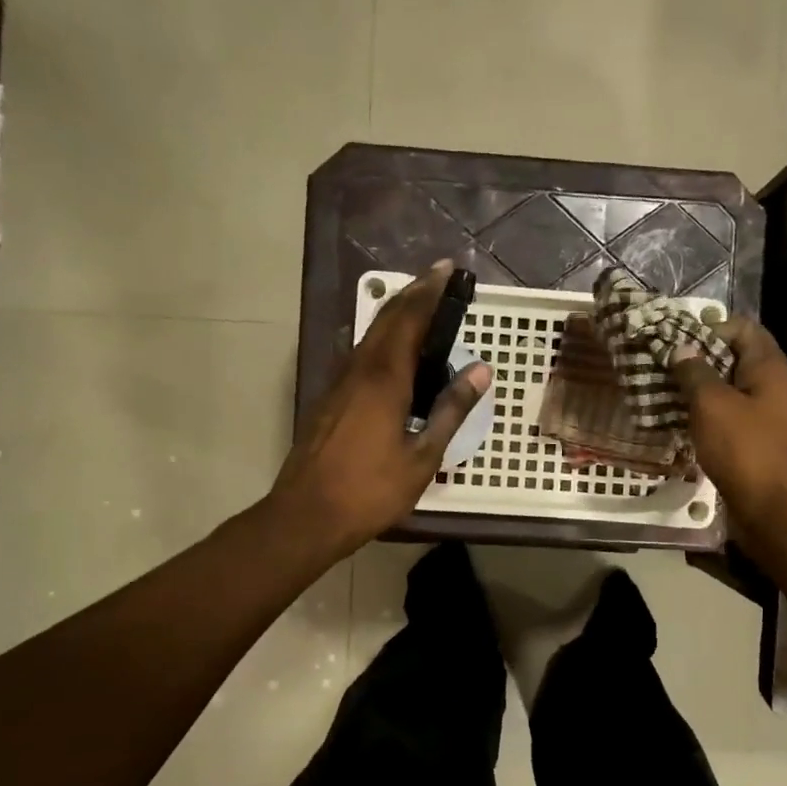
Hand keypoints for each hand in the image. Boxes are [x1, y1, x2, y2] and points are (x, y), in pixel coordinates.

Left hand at [271, 262, 489, 556]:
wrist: (306, 515)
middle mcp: (358, 370)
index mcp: (384, 379)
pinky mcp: (330, 399)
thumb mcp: (423, 456)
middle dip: (414, 294)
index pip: (409, 319)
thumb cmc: (370, 490)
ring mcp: (339, 384)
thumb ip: (451, 410)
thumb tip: (480, 371)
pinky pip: (361, 356)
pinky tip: (395, 355)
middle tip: (440, 280)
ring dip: (397, 316)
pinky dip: (384, 341)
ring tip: (423, 310)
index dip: (429, 291)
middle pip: (386, 319)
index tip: (448, 270)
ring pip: (370, 336)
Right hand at [672, 317, 786, 532]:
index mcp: (769, 367)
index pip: (742, 328)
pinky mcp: (757, 442)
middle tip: (663, 366)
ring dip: (698, 390)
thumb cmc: (745, 449)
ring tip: (663, 393)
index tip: (677, 341)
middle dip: (698, 360)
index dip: (709, 328)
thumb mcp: (712, 404)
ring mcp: (766, 416)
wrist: (776, 509)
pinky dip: (706, 416)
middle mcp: (772, 386)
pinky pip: (729, 418)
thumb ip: (694, 372)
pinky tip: (679, 423)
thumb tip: (681, 349)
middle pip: (734, 359)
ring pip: (729, 391)